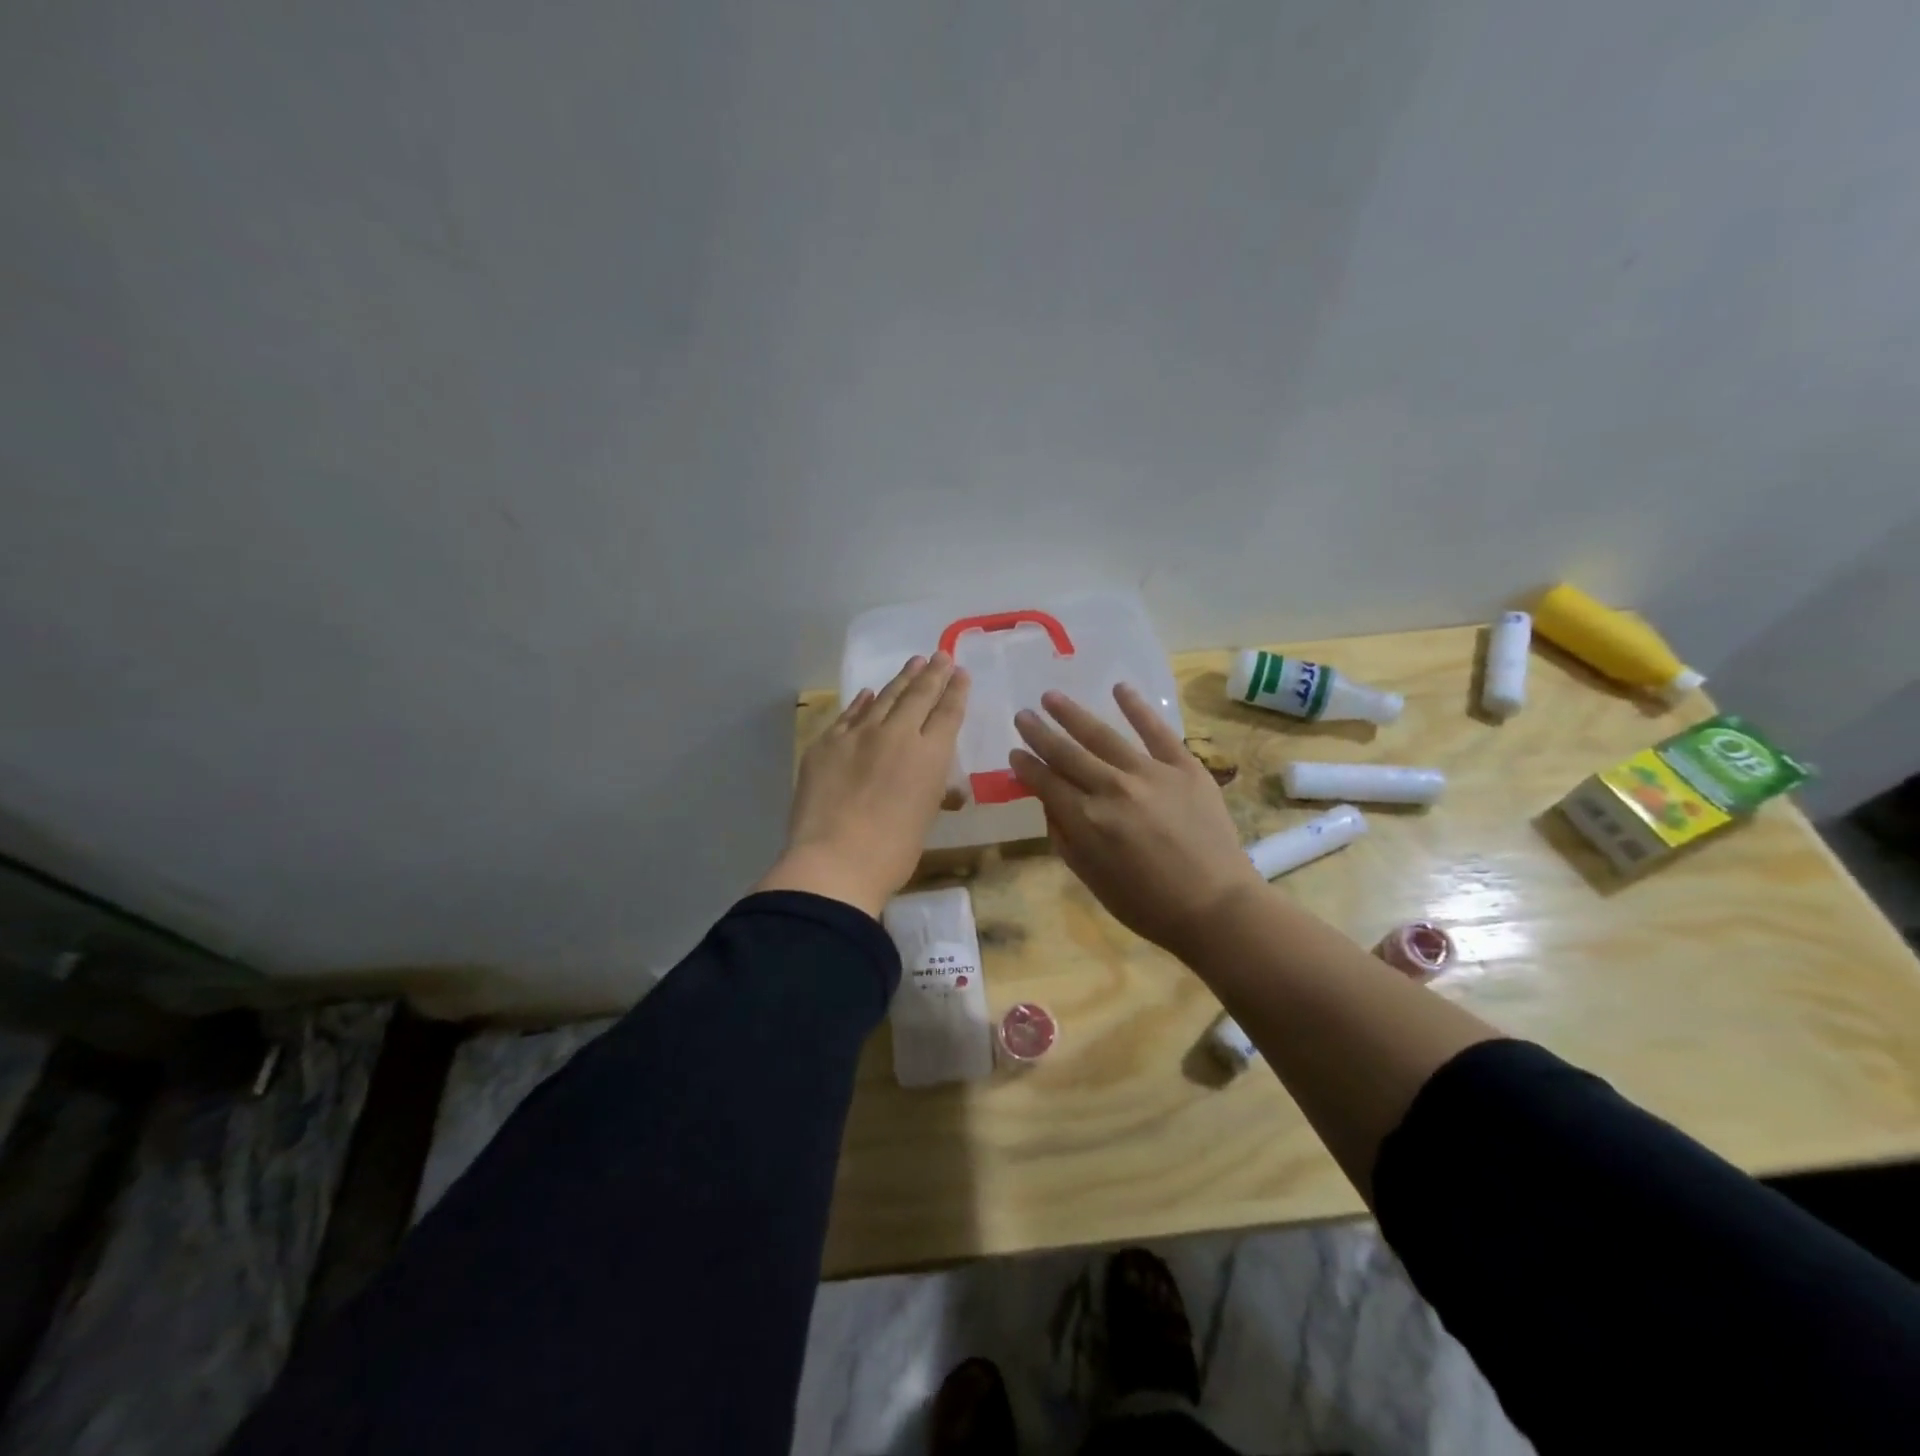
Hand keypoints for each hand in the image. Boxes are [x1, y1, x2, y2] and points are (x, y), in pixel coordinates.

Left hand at [758, 653, 970, 917]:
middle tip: (941, 655)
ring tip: (914, 663)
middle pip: (919, 696)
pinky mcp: (827, 743)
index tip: (960, 672)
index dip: (956, 690)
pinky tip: (868, 693)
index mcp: (930, 755)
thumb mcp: (925, 818)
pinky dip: (862, 702)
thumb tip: (935, 778)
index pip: (948, 713)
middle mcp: (898, 734)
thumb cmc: (893, 852)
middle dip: (933, 674)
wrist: (835, 861)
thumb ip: (932, 788)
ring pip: (884, 698)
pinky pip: (849, 715)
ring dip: (901, 679)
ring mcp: (858, 735)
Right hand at [1009, 684, 1263, 958]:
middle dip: (1040, 733)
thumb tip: (1048, 802)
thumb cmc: (1147, 904)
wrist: (1215, 906)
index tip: (1014, 752)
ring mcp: (1150, 773)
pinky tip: (1119, 688)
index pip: (1045, 782)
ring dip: (1073, 714)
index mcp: (1086, 820)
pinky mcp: (1185, 766)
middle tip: (1023, 715)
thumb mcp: (1091, 878)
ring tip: (1052, 697)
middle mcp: (1111, 788)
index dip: (1026, 766)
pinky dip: (1138, 708)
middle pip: (1067, 753)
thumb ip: (1064, 836)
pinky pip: (1157, 731)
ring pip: (1102, 735)